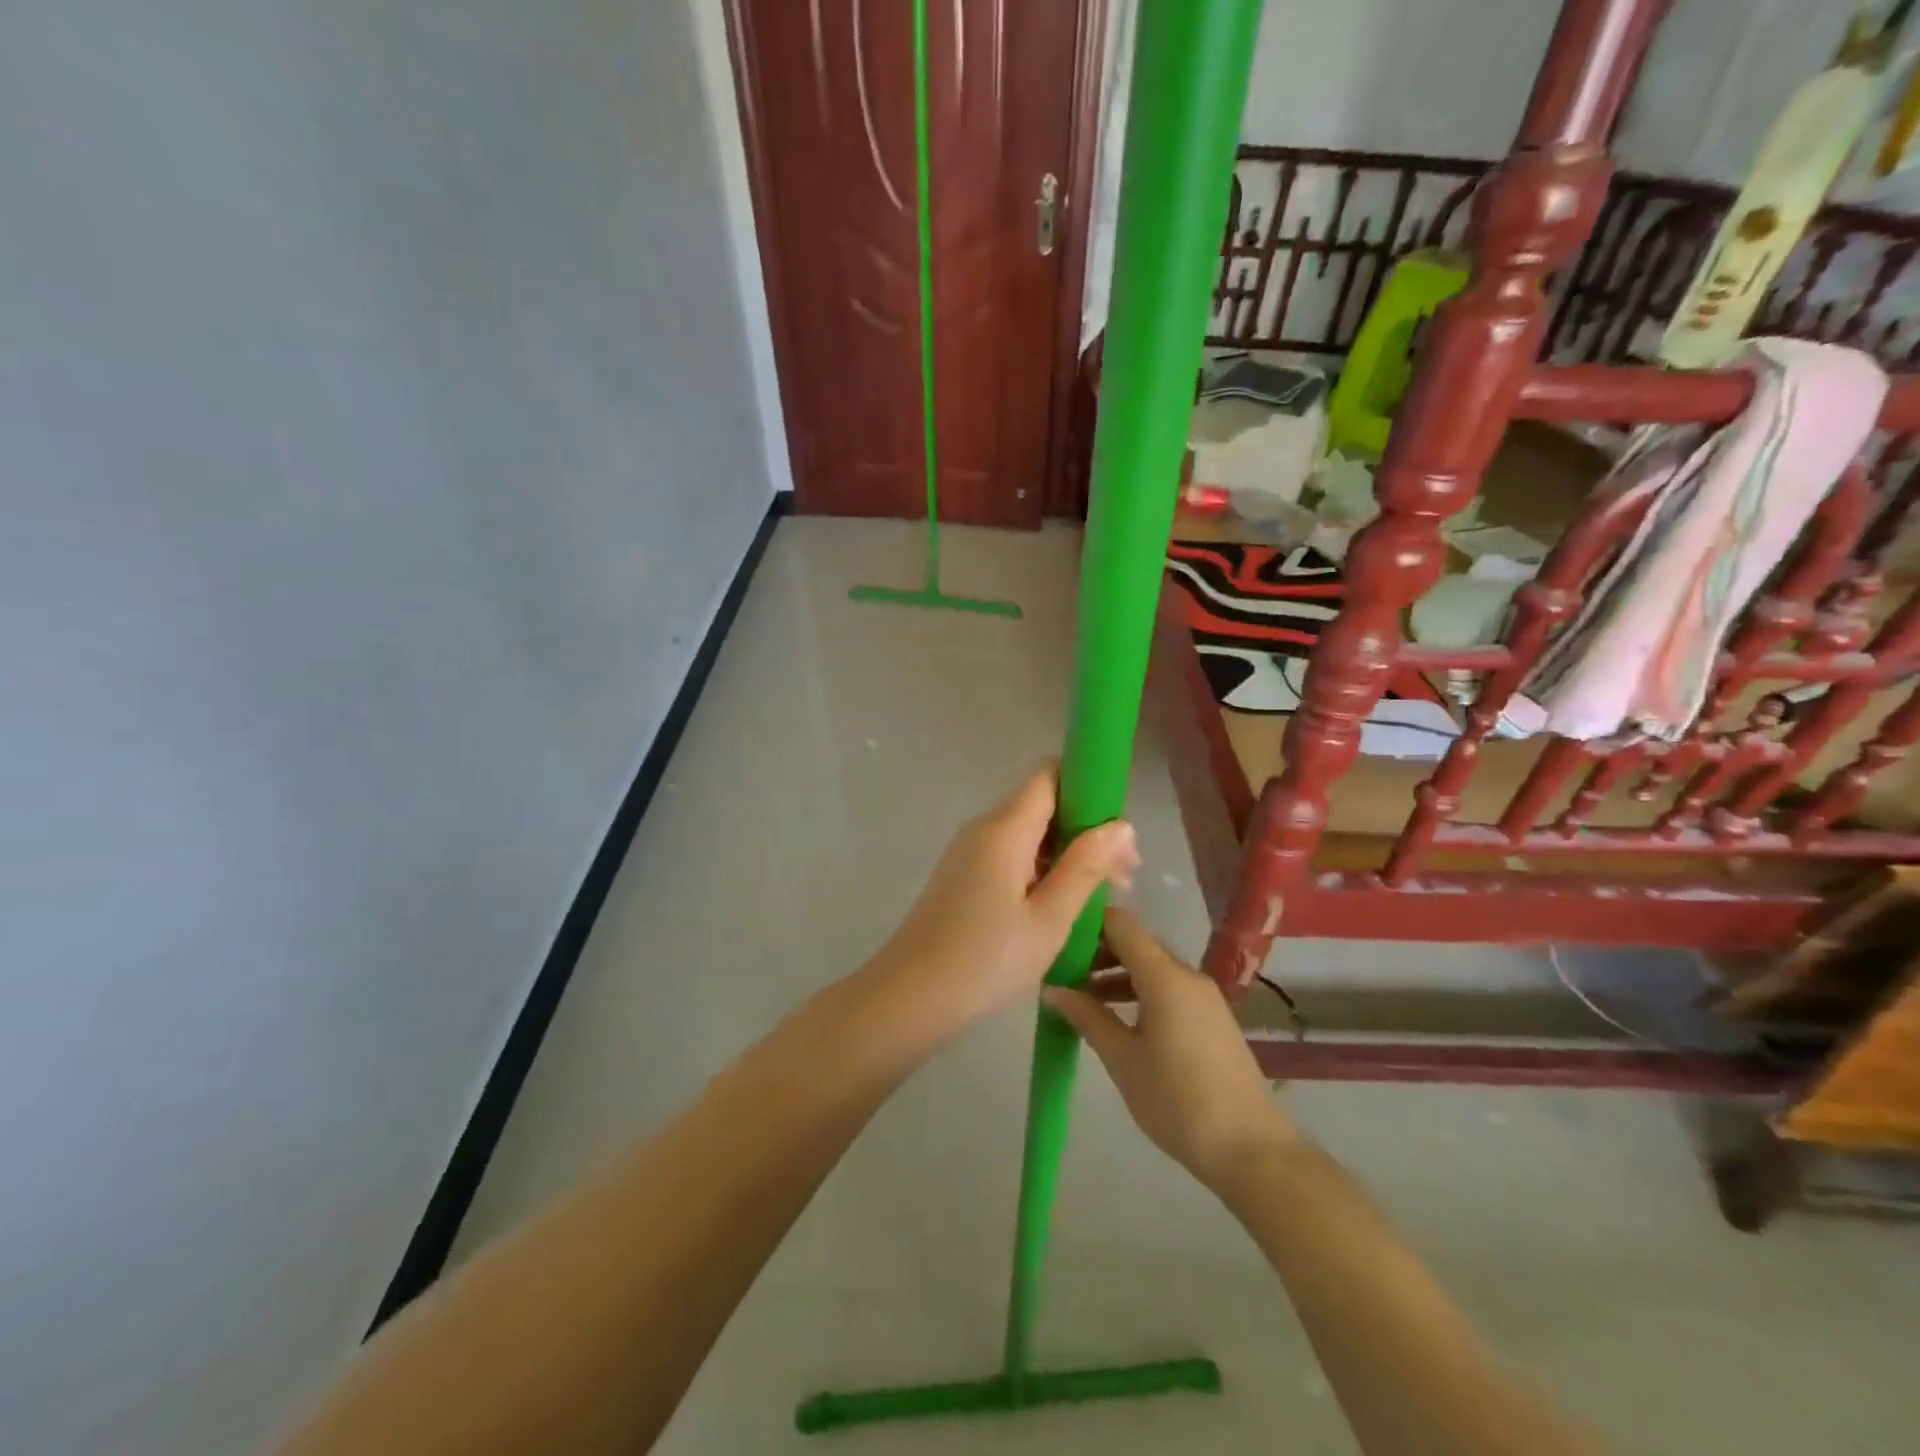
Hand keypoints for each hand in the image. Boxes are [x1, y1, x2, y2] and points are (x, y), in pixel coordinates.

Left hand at [873, 765, 1137, 1030]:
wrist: (910, 996)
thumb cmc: (986, 960)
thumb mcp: (1049, 918)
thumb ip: (1085, 866)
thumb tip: (1121, 824)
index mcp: (1005, 828)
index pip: (1050, 774)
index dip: (1089, 787)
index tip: (1119, 829)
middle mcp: (984, 827)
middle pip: (1043, 803)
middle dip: (1087, 829)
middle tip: (1124, 876)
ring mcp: (970, 851)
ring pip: (1030, 832)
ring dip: (1068, 853)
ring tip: (1104, 897)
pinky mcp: (964, 874)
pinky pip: (1012, 854)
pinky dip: (1043, 868)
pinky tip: (1065, 904)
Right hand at [1043, 908, 1294, 1189]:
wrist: (1251, 1150)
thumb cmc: (1177, 1101)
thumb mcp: (1122, 1059)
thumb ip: (1086, 1016)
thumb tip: (1050, 988)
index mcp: (1165, 976)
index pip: (1121, 923)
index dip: (1087, 924)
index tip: (1056, 942)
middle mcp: (1187, 975)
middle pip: (1136, 943)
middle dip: (1097, 952)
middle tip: (1062, 976)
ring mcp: (1204, 996)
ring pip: (1152, 967)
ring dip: (1116, 974)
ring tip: (1082, 1001)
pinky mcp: (1212, 1018)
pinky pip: (1168, 988)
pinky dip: (1139, 991)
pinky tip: (1118, 1020)